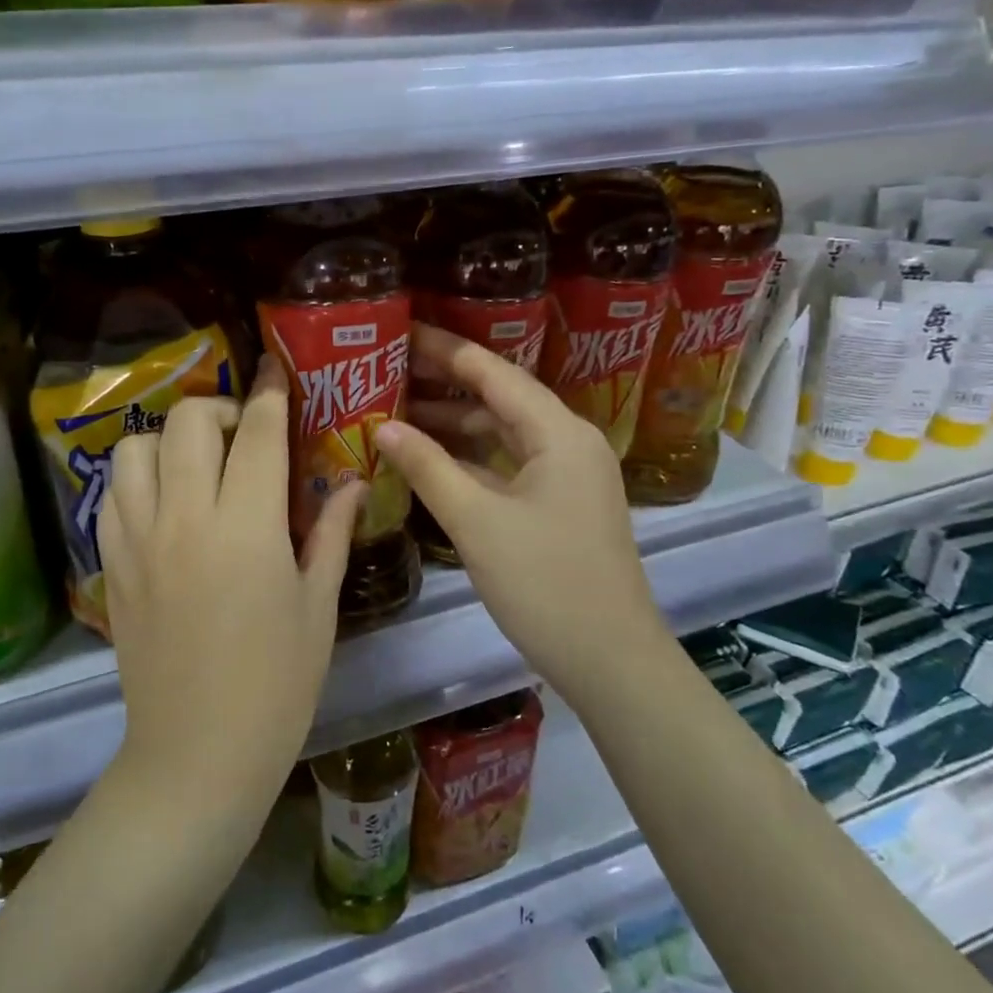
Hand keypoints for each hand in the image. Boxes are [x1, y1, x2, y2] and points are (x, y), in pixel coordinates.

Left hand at [98, 359, 365, 815]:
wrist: (197, 755)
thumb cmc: (277, 685)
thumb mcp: (317, 607)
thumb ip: (329, 532)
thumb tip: (352, 482)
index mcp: (246, 528)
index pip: (256, 432)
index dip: (271, 392)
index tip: (278, 372)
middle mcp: (185, 518)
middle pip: (188, 422)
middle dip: (220, 408)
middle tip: (244, 435)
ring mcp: (139, 540)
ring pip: (136, 447)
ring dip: (169, 439)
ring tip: (197, 464)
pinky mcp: (113, 565)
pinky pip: (112, 494)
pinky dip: (137, 478)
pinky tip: (163, 501)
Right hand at [374, 324, 670, 697]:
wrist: (611, 660)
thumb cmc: (545, 583)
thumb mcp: (477, 522)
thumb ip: (428, 467)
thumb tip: (381, 425)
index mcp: (559, 432)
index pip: (493, 372)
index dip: (444, 349)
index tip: (400, 331)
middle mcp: (568, 441)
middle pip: (499, 396)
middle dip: (444, 383)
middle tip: (388, 370)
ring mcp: (567, 474)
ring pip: (502, 432)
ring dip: (454, 422)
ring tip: (396, 412)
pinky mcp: (559, 503)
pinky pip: (508, 463)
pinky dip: (470, 457)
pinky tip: (430, 459)